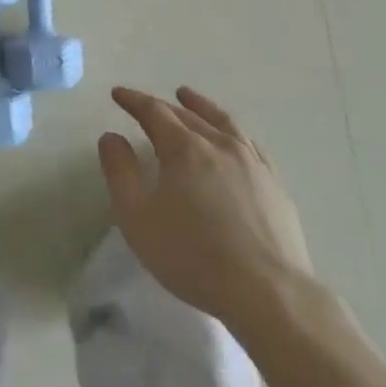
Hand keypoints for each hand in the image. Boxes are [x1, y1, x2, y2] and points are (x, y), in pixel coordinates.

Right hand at [98, 85, 313, 328]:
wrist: (267, 292)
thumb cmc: (193, 256)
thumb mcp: (138, 218)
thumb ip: (120, 173)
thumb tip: (111, 137)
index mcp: (184, 148)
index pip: (154, 111)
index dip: (133, 100)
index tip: (118, 94)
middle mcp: (218, 144)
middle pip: (187, 114)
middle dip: (162, 106)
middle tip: (146, 103)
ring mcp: (252, 161)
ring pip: (222, 122)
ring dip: (200, 106)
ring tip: (188, 97)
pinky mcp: (274, 183)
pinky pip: (249, 143)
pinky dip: (232, 132)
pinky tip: (232, 138)